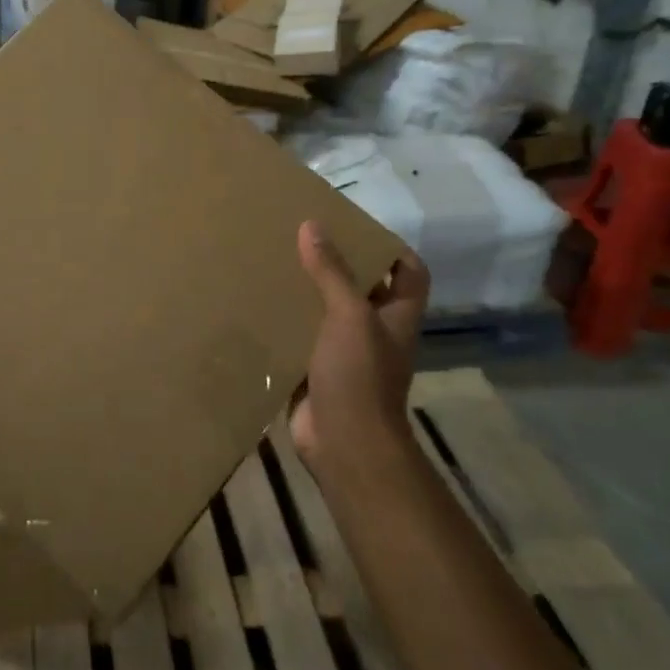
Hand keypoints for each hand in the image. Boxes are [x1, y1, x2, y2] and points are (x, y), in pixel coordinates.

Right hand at [290, 221, 427, 474]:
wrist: (344, 444)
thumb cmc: (359, 375)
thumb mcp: (349, 315)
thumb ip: (331, 271)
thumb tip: (311, 225)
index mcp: (397, 316)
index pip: (409, 273)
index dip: (392, 249)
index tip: (359, 227)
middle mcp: (375, 332)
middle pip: (364, 289)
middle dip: (340, 264)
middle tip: (305, 237)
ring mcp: (346, 354)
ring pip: (329, 313)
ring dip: (308, 292)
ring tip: (277, 262)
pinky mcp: (316, 372)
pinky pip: (302, 338)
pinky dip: (286, 322)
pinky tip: (260, 303)